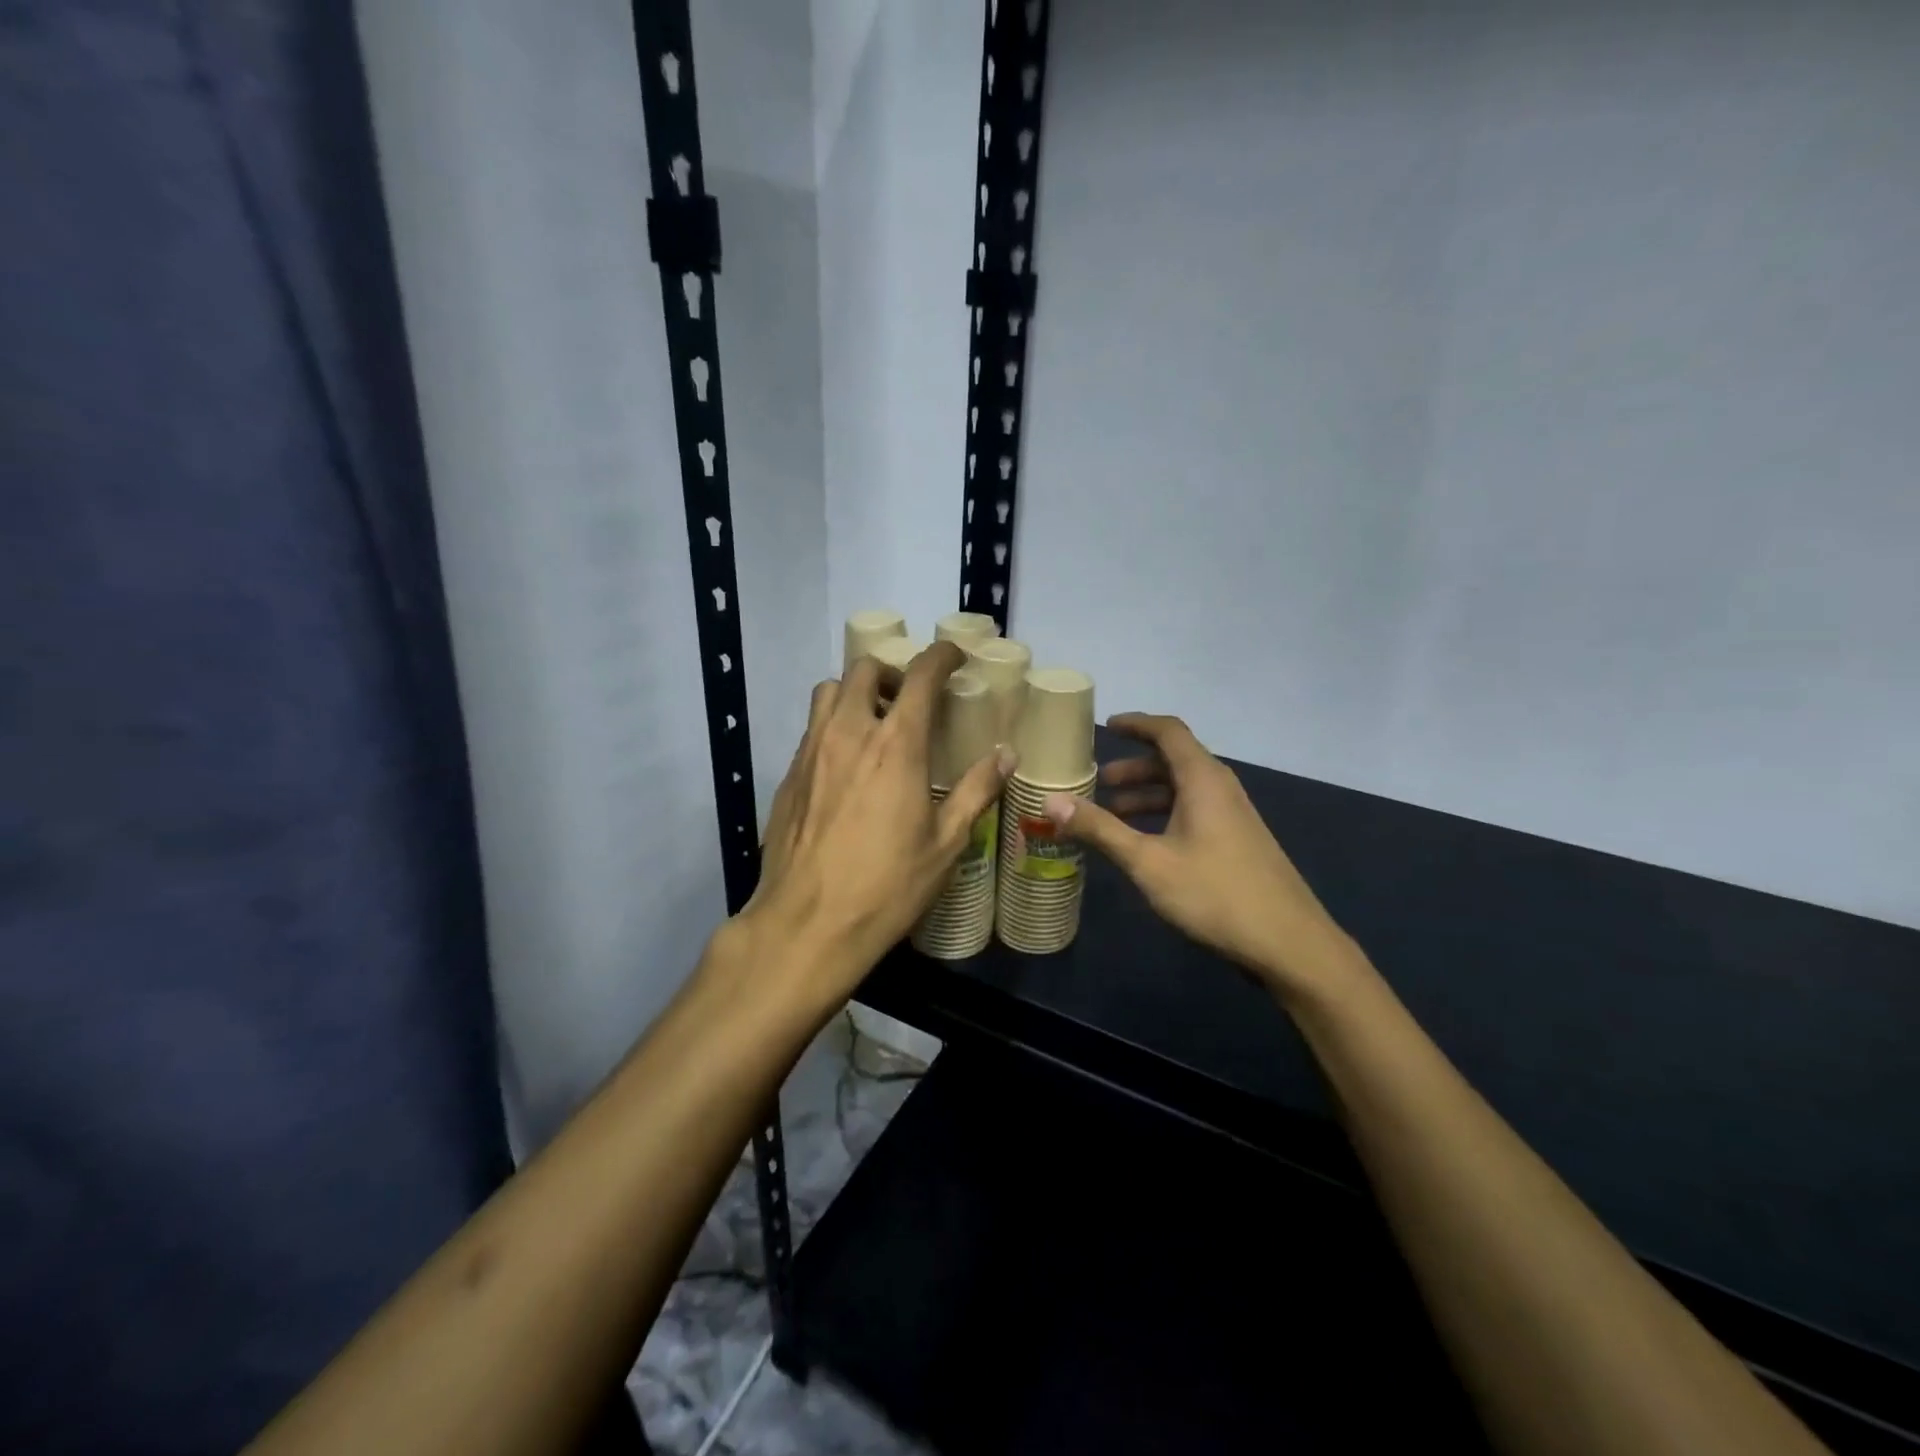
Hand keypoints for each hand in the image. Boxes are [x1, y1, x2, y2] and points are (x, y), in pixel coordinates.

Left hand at [738, 641, 1012, 1001]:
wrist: (807, 923)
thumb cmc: (886, 886)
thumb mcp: (946, 843)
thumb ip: (976, 791)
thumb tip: (1006, 755)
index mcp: (895, 745)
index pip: (920, 675)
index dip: (941, 656)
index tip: (955, 658)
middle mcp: (848, 733)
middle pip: (864, 670)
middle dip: (892, 672)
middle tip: (910, 700)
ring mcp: (810, 752)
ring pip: (828, 692)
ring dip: (856, 694)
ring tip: (875, 726)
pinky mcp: (787, 775)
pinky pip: (811, 729)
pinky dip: (833, 726)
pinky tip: (846, 767)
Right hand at [1043, 713, 1357, 1002]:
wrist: (1290, 944)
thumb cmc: (1215, 893)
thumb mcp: (1148, 862)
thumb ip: (1100, 829)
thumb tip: (1051, 801)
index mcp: (1203, 779)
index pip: (1168, 731)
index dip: (1136, 724)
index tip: (1106, 726)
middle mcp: (1221, 788)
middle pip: (1174, 760)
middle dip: (1134, 767)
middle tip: (1098, 782)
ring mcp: (1234, 816)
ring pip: (1184, 789)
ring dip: (1147, 795)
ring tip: (1112, 814)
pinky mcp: (1238, 842)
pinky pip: (1194, 811)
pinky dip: (1164, 815)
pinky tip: (1145, 844)